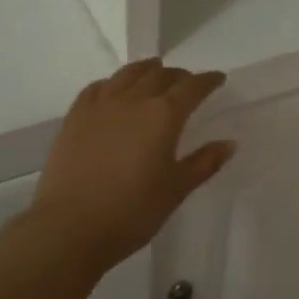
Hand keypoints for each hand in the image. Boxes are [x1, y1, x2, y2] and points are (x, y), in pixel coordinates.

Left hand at [21, 60, 234, 273]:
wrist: (69, 228)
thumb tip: (229, 144)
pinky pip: (97, 88)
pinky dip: (113, 82)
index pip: (192, 87)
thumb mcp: (176, 189)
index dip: (208, 80)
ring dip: (146, 69)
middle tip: (188, 82)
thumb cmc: (132, 211)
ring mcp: (100, 106)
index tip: (218, 79)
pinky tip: (113, 89)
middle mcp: (134, 100)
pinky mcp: (75, 117)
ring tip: (154, 71)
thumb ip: (204, 163)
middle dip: (179, 75)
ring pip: (128, 74)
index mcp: (164, 115)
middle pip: (160, 75)